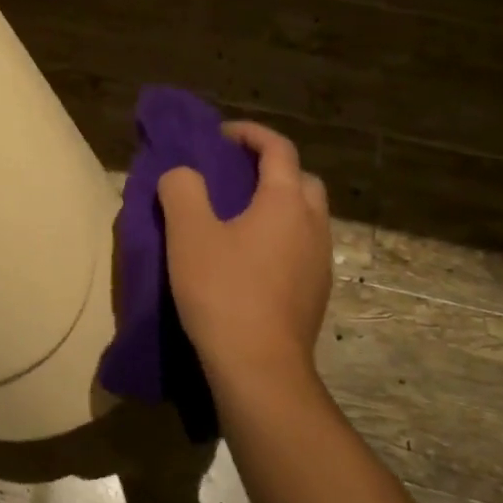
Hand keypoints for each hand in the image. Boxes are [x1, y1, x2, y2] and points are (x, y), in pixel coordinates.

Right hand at [158, 122, 331, 393]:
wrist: (259, 369)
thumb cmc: (223, 292)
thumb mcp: (188, 233)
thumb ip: (182, 188)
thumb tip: (183, 174)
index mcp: (286, 201)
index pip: (278, 148)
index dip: (250, 134)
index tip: (220, 135)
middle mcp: (312, 224)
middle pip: (301, 180)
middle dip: (271, 168)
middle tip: (234, 176)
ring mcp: (320, 261)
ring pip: (305, 216)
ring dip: (278, 205)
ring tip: (239, 218)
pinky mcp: (316, 293)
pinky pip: (301, 247)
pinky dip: (280, 237)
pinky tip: (251, 260)